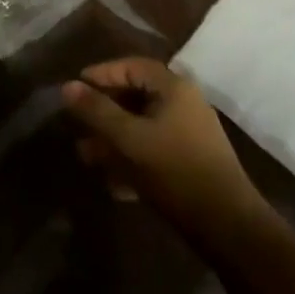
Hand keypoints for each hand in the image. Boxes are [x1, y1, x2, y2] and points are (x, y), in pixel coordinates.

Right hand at [62, 58, 272, 245]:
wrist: (227, 226)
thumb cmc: (175, 171)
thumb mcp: (129, 138)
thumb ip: (97, 111)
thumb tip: (67, 86)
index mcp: (174, 89)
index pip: (132, 66)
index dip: (101, 74)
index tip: (75, 89)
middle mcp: (184, 105)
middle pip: (135, 97)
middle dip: (104, 113)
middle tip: (78, 126)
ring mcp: (189, 135)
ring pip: (142, 127)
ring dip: (114, 140)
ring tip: (89, 158)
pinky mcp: (191, 162)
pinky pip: (154, 151)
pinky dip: (132, 161)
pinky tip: (114, 185)